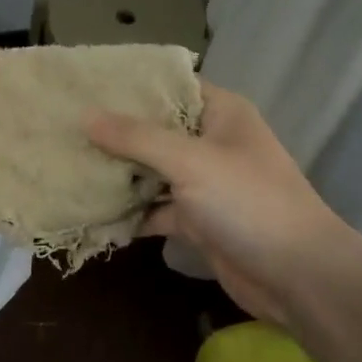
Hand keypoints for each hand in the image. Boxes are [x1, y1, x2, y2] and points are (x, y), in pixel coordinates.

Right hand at [87, 83, 357, 327]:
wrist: (297, 276)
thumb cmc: (248, 202)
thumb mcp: (190, 161)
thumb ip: (137, 138)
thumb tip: (86, 116)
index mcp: (221, 114)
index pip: (171, 86)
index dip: (131, 85)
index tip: (85, 85)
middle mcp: (212, 143)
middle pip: (156, 130)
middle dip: (114, 133)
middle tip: (63, 128)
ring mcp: (205, 184)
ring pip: (152, 172)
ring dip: (119, 175)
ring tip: (68, 166)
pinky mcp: (198, 221)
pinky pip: (156, 210)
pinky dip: (130, 214)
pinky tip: (93, 214)